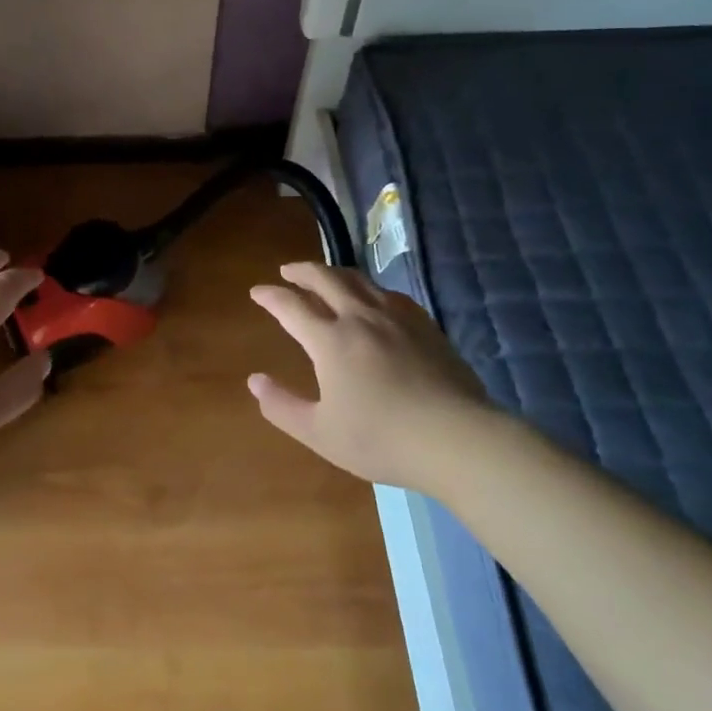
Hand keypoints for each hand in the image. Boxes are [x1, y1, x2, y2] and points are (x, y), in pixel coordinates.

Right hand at [247, 262, 495, 491]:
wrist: (457, 439)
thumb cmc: (382, 439)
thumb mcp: (320, 433)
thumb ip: (283, 406)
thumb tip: (255, 381)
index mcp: (330, 340)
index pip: (291, 306)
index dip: (270, 296)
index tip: (257, 291)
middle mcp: (359, 317)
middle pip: (325, 279)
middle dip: (301, 271)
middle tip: (288, 271)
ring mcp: (395, 317)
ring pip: (358, 280)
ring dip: (334, 272)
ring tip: (325, 276)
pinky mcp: (425, 326)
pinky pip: (389, 294)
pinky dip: (369, 288)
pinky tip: (373, 298)